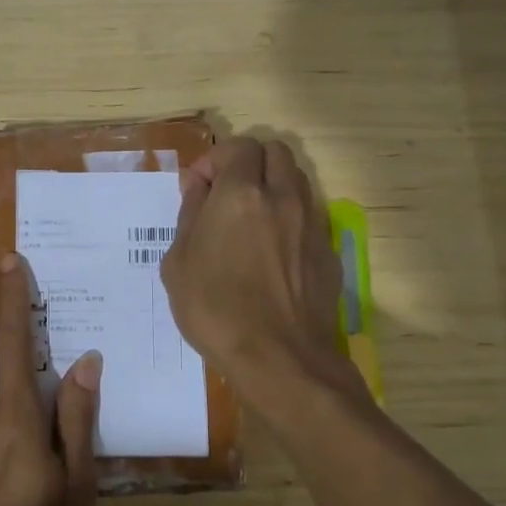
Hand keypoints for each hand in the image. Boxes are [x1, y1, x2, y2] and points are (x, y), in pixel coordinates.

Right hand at [160, 137, 346, 397]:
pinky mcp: (327, 250)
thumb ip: (190, 214)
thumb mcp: (178, 263)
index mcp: (240, 194)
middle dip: (249, 162)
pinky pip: (308, 215)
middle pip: (275, 152)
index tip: (198, 189)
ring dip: (272, 185)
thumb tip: (198, 188)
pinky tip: (272, 251)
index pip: (238, 146)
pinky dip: (289, 216)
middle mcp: (282, 197)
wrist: (280, 358)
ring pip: (296, 179)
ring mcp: (310, 223)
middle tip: (226, 193)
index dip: (214, 160)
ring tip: (250, 218)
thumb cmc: (216, 310)